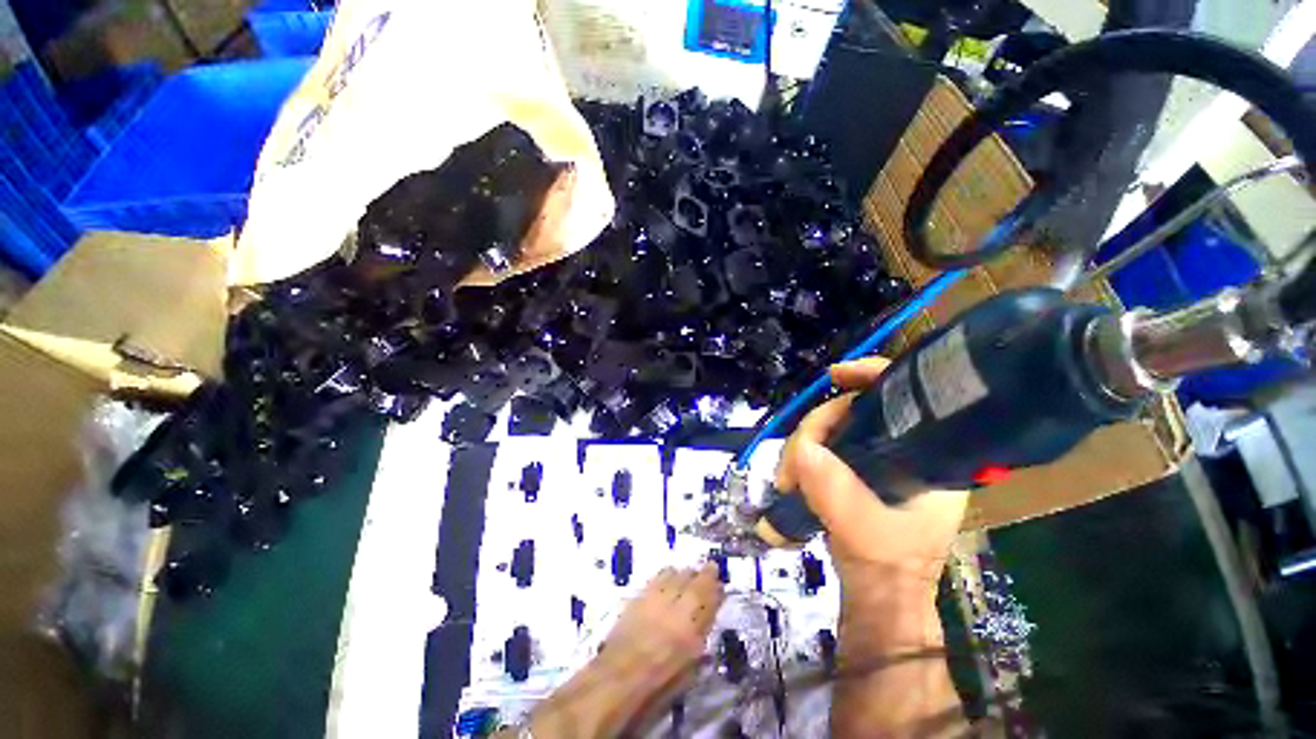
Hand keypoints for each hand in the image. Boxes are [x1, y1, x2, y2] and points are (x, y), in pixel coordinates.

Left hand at [596, 564, 724, 682]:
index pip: (709, 599)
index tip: (721, 585)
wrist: (617, 678)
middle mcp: (674, 607)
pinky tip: (668, 579)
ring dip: (684, 574)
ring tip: (688, 576)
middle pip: (693, 580)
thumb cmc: (656, 685)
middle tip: (710, 571)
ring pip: (675, 573)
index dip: (716, 589)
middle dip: (704, 574)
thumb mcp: (687, 671)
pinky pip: (658, 578)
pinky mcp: (639, 596)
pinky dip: (667, 576)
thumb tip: (705, 625)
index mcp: (690, 629)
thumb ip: (698, 642)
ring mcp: (655, 598)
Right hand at [774, 357, 967, 591]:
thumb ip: (835, 491)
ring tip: (786, 478)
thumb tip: (804, 450)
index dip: (870, 375)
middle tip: (791, 462)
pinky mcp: (855, 469)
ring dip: (802, 445)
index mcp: (928, 456)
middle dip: (815, 428)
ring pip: (833, 428)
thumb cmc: (887, 566)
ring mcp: (877, 459)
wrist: (879, 597)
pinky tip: (793, 472)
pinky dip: (805, 454)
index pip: (905, 396)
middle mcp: (905, 450)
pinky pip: (826, 445)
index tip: (835, 375)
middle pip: (853, 410)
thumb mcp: (864, 530)